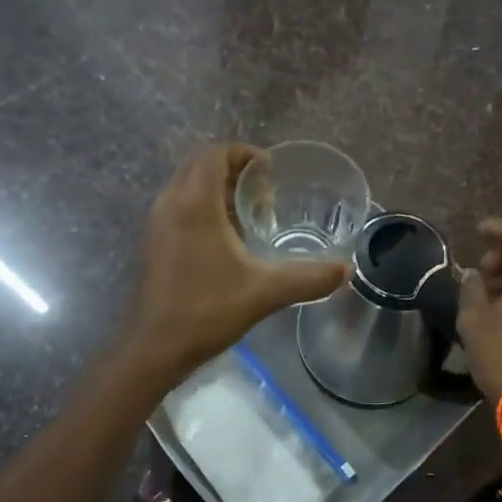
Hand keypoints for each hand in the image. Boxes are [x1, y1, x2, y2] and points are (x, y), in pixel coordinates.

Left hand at [125, 144, 347, 379]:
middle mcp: (171, 203)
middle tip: (265, 192)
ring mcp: (158, 222)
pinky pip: (180, 206)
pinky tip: (229, 239)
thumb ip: (309, 277)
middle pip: (200, 165)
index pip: (215, 154)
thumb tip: (346, 271)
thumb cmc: (208, 309)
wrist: (156, 347)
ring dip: (218, 189)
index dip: (244, 154)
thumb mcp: (266, 291)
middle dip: (233, 170)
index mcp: (194, 203)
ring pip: (188, 185)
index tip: (271, 172)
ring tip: (251, 213)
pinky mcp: (155, 242)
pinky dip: (204, 207)